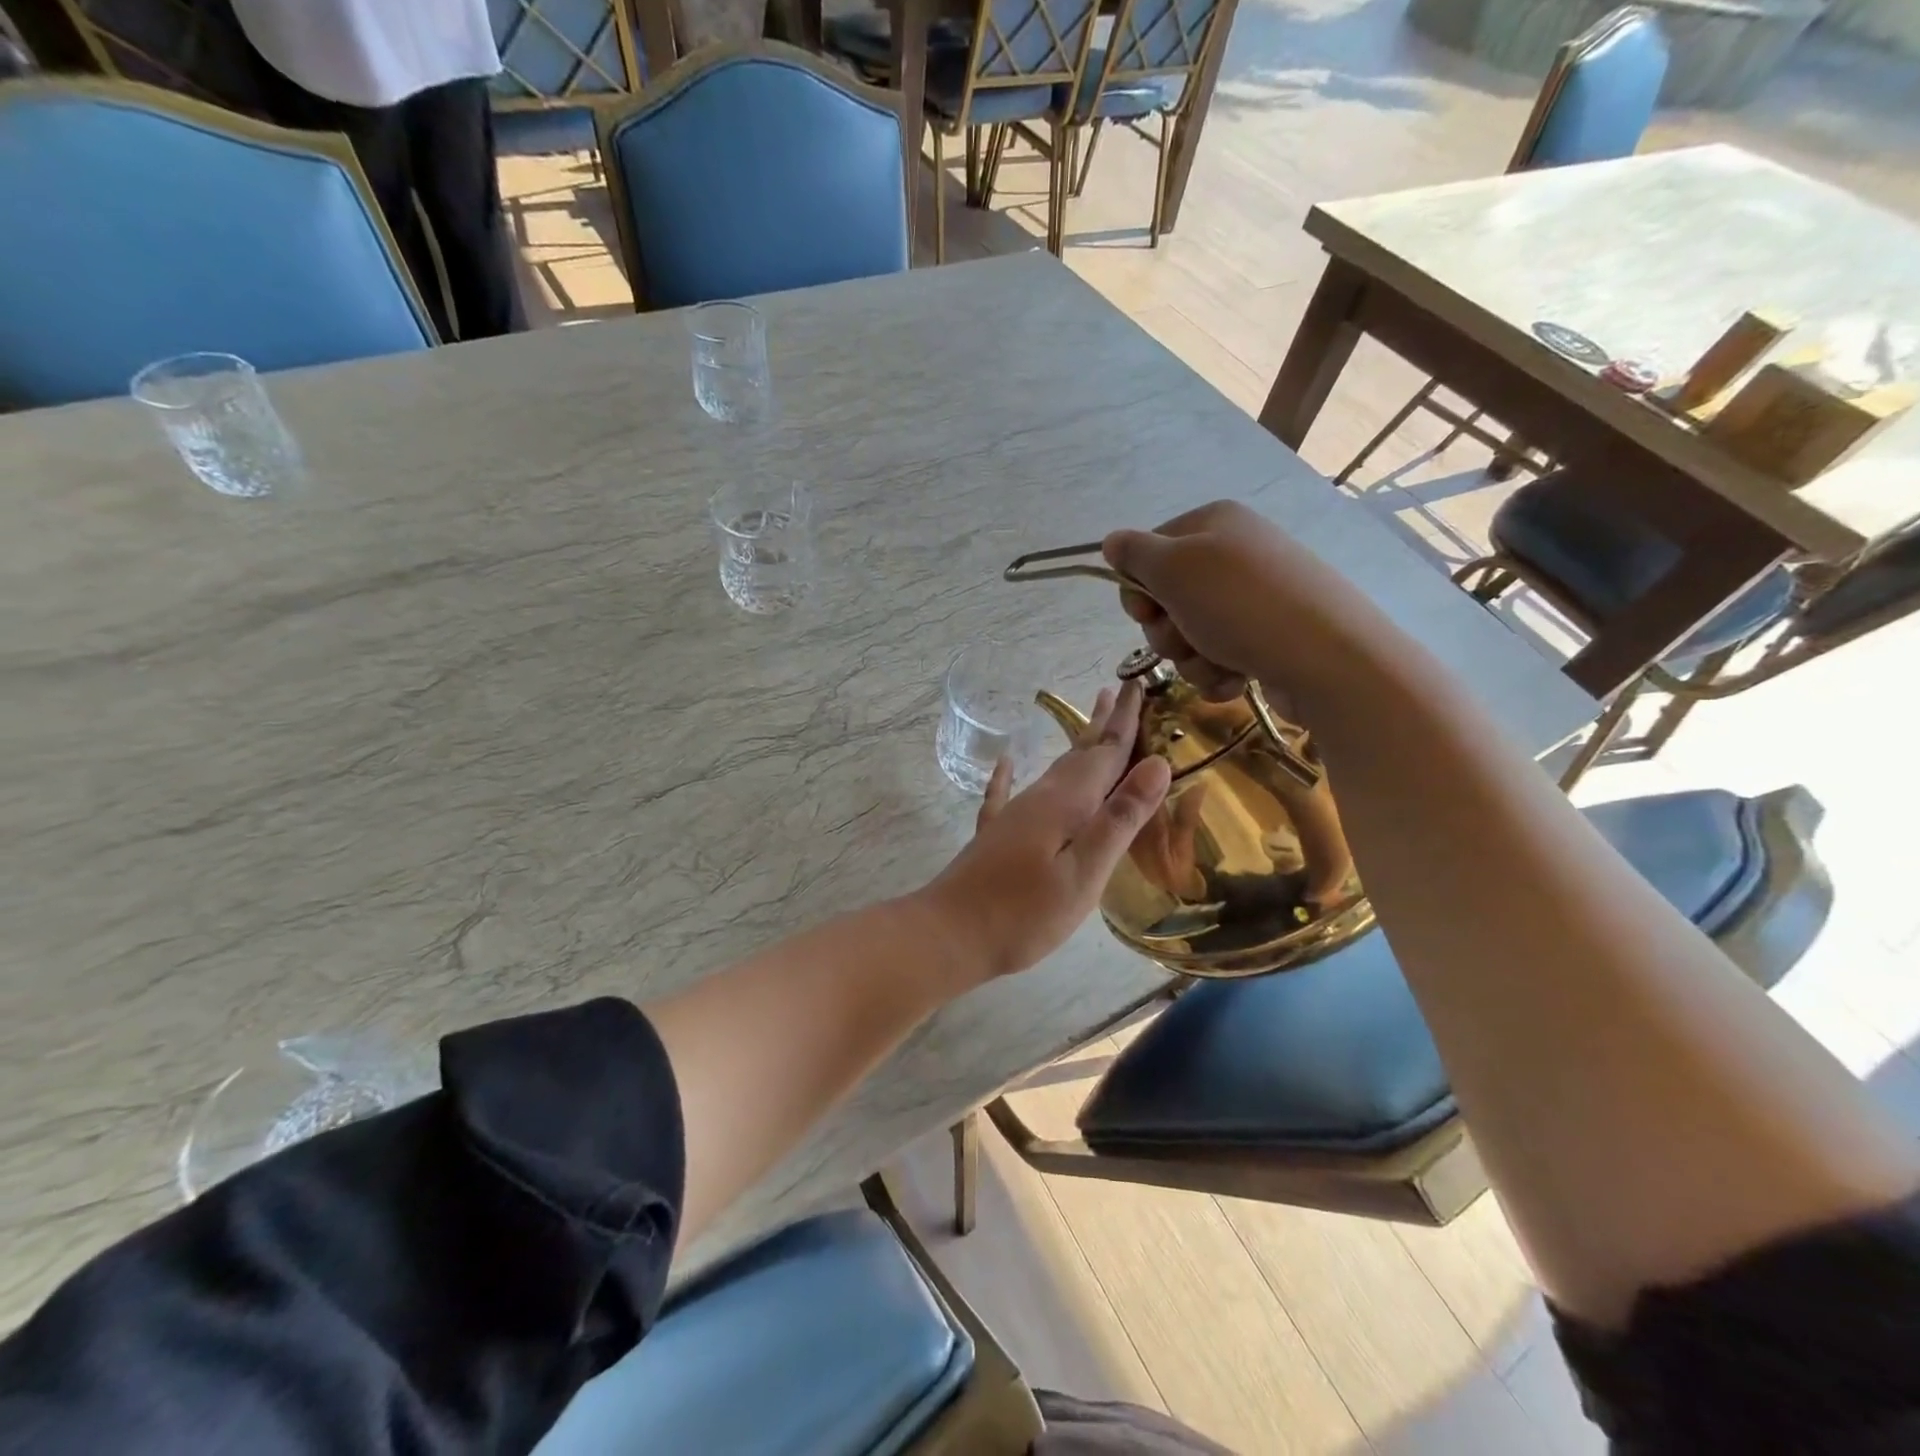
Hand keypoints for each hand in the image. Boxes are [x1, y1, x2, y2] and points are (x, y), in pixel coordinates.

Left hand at [921, 680, 1171, 979]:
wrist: (949, 933)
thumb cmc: (1024, 913)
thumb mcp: (1085, 872)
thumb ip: (1120, 818)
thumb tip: (1157, 763)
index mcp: (1066, 804)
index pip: (1106, 752)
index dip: (1126, 720)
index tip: (1139, 683)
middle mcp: (1039, 799)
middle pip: (1080, 754)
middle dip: (1103, 724)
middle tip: (1119, 691)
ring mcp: (1013, 815)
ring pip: (1053, 771)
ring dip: (1075, 746)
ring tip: (1089, 726)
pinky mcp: (994, 836)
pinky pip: (1006, 793)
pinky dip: (1010, 775)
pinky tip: (1006, 763)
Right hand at [1101, 500, 1373, 703]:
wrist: (1328, 658)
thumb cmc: (1240, 605)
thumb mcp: (1174, 569)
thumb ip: (1134, 553)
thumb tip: (1111, 542)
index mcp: (1212, 524)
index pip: (1148, 554)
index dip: (1138, 591)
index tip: (1147, 613)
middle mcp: (1234, 554)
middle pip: (1166, 599)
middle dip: (1168, 631)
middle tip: (1187, 638)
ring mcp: (1253, 598)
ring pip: (1190, 634)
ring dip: (1192, 658)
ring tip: (1219, 662)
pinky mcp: (1268, 636)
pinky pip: (1219, 656)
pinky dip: (1218, 672)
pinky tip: (1237, 678)